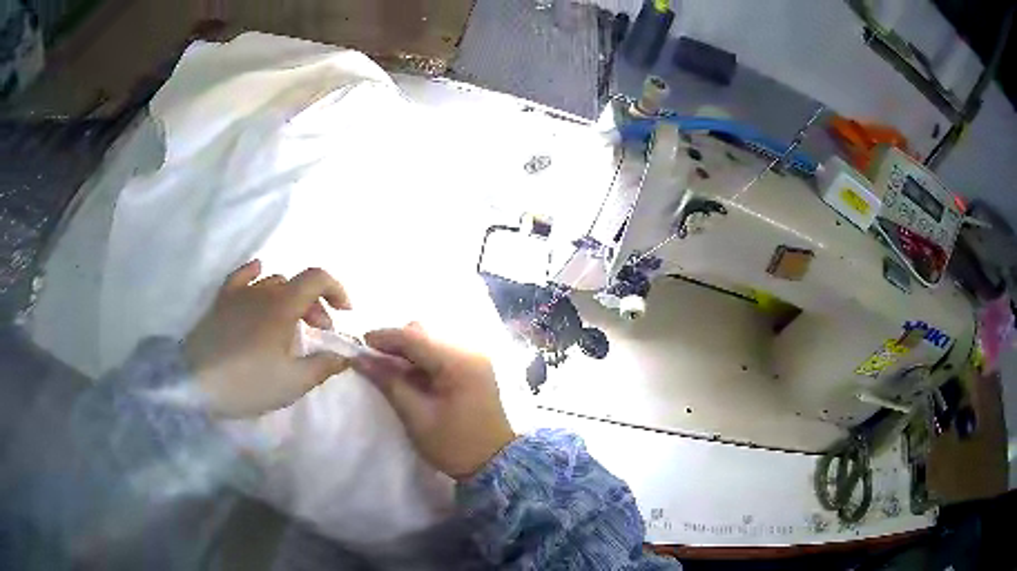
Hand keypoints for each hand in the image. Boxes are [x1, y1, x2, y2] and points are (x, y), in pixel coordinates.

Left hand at [185, 259, 351, 417]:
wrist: (197, 384)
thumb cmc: (248, 383)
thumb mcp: (293, 382)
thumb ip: (324, 365)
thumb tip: (346, 355)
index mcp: (283, 306)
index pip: (317, 277)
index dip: (337, 289)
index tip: (345, 313)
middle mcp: (262, 291)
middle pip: (297, 284)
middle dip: (316, 305)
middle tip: (319, 334)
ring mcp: (239, 294)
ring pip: (273, 283)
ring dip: (290, 299)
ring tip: (290, 325)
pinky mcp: (221, 302)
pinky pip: (242, 277)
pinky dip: (256, 275)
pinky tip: (259, 277)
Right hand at [352, 324, 515, 479]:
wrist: (495, 464)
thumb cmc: (454, 444)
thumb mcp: (417, 416)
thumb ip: (389, 382)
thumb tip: (360, 359)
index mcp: (458, 361)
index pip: (413, 336)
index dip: (384, 338)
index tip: (358, 345)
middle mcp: (469, 351)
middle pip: (424, 333)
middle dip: (395, 343)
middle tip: (373, 361)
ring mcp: (475, 358)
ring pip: (432, 340)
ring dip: (408, 351)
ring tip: (388, 370)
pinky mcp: (475, 368)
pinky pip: (442, 352)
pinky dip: (422, 359)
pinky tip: (409, 376)